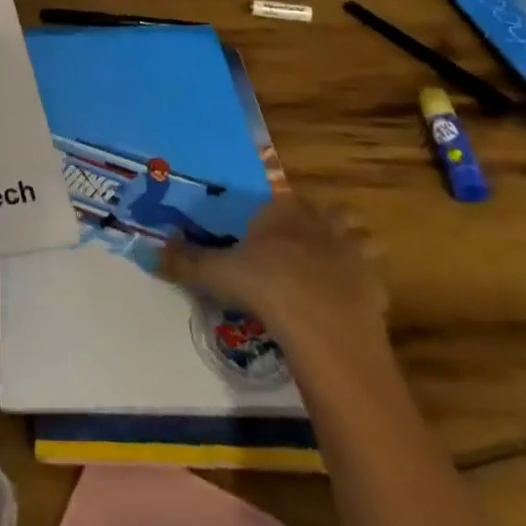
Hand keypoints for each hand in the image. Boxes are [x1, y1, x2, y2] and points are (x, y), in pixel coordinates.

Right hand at [161, 192, 386, 354]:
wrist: (324, 327)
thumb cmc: (267, 286)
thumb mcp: (217, 273)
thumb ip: (186, 262)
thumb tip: (148, 252)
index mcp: (285, 211)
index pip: (284, 197)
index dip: (279, 210)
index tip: (268, 226)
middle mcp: (323, 223)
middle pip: (332, 211)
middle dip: (324, 222)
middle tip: (304, 245)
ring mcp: (355, 255)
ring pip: (363, 239)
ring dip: (352, 249)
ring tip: (333, 269)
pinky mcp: (376, 289)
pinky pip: (373, 281)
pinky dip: (364, 290)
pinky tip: (347, 306)